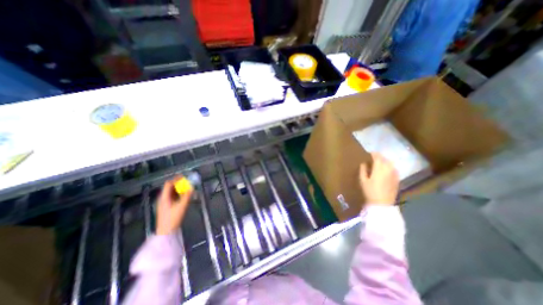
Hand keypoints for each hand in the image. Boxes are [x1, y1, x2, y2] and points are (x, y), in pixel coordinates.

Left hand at [155, 178, 191, 234]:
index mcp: (164, 197)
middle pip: (169, 188)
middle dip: (178, 183)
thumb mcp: (181, 206)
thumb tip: (192, 187)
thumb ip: (187, 196)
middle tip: (187, 181)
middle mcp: (163, 199)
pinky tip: (184, 195)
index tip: (183, 176)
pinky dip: (178, 194)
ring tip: (187, 187)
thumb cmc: (173, 218)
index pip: (168, 184)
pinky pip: (172, 197)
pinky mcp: (167, 207)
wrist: (166, 231)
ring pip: (171, 192)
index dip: (175, 179)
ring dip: (179, 189)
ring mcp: (164, 203)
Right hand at [359, 152, 397, 204]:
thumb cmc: (370, 191)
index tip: (370, 153)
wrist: (382, 204)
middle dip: (380, 157)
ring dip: (385, 161)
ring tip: (380, 162)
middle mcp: (388, 169)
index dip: (374, 154)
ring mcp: (394, 174)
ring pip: (391, 163)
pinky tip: (386, 169)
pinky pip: (394, 169)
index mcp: (379, 169)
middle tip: (374, 157)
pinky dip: (390, 166)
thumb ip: (363, 170)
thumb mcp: (363, 180)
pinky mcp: (397, 179)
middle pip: (385, 159)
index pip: (377, 157)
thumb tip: (364, 163)